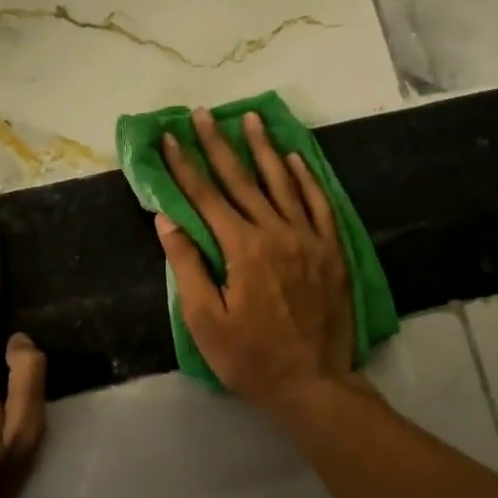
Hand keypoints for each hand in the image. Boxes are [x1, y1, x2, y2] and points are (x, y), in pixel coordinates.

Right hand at [154, 108, 363, 413]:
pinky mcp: (331, 249)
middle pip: (241, 179)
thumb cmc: (250, 358)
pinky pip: (318, 203)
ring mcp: (308, 238)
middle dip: (218, 144)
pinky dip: (306, 178)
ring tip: (250, 118)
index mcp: (242, 248)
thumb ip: (186, 266)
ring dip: (264, 148)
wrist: (313, 383)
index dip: (184, 166)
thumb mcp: (206, 321)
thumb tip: (166, 220)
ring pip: (282, 182)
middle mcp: (276, 232)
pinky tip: (295, 158)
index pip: (206, 197)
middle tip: (202, 113)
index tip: (168, 138)